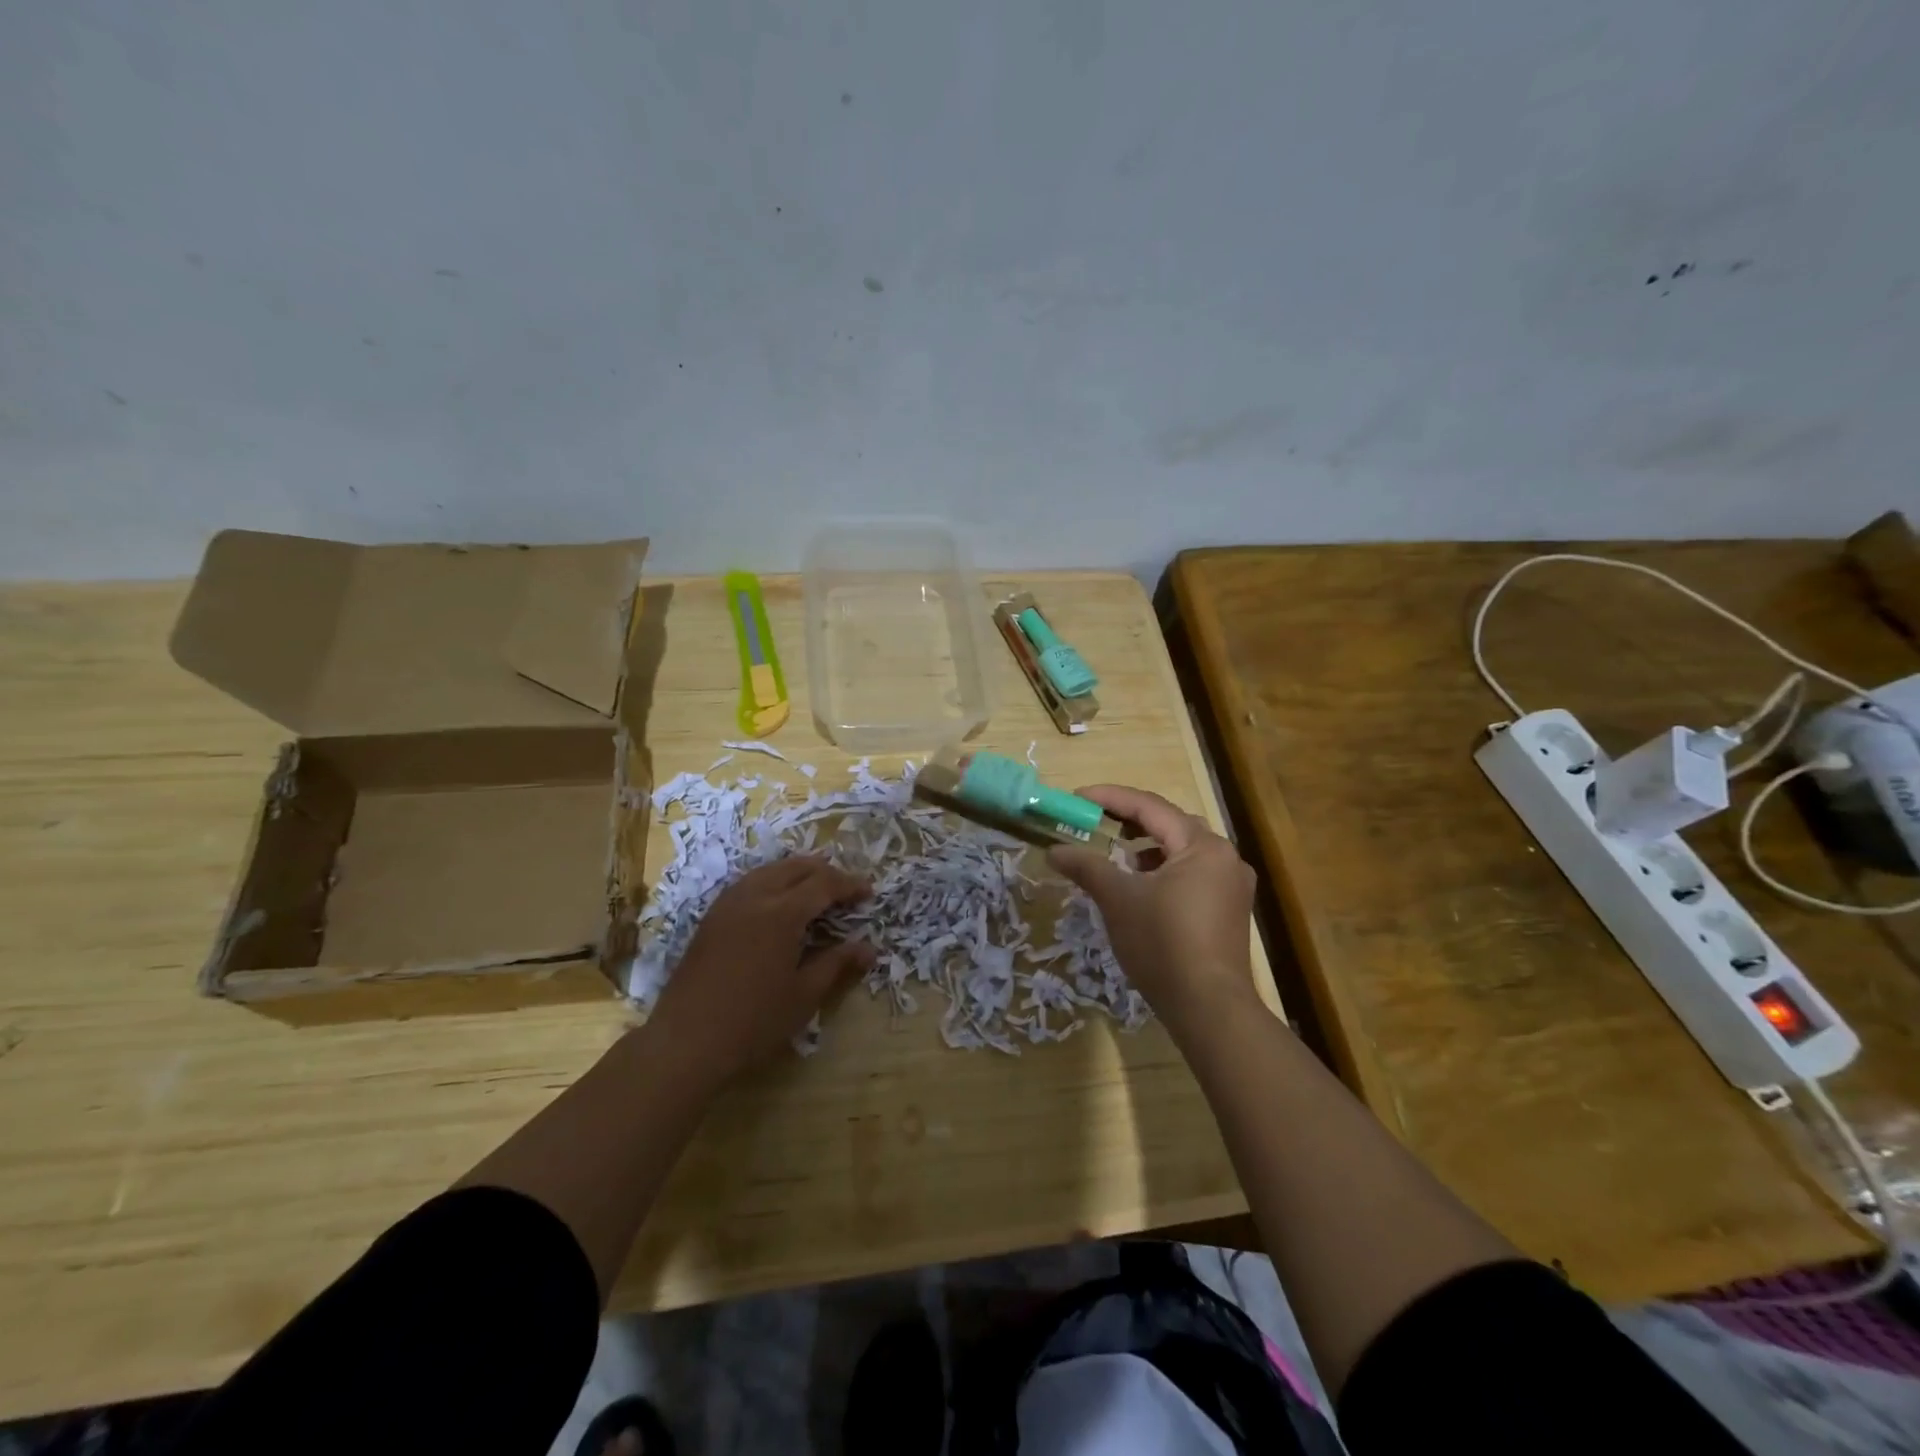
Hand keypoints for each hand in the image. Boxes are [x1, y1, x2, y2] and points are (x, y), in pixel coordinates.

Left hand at [647, 856, 873, 1084]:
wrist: (686, 1041)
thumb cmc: (753, 1022)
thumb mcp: (804, 995)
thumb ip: (837, 964)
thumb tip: (869, 949)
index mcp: (782, 913)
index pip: (824, 884)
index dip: (849, 885)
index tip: (869, 893)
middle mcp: (755, 896)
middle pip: (797, 867)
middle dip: (826, 872)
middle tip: (846, 889)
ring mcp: (729, 904)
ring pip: (770, 870)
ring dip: (798, 872)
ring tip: (817, 889)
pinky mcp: (712, 916)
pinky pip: (749, 882)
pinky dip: (773, 881)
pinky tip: (779, 901)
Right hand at [1047, 785, 1258, 1040]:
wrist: (1209, 1009)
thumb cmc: (1163, 944)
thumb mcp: (1118, 899)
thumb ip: (1086, 866)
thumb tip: (1054, 850)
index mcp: (1202, 846)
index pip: (1150, 807)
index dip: (1110, 798)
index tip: (1076, 799)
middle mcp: (1225, 857)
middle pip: (1170, 824)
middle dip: (1130, 820)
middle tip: (1094, 821)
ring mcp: (1232, 886)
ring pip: (1182, 850)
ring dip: (1147, 847)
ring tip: (1116, 855)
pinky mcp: (1230, 911)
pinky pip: (1192, 874)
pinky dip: (1164, 870)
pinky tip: (1143, 888)